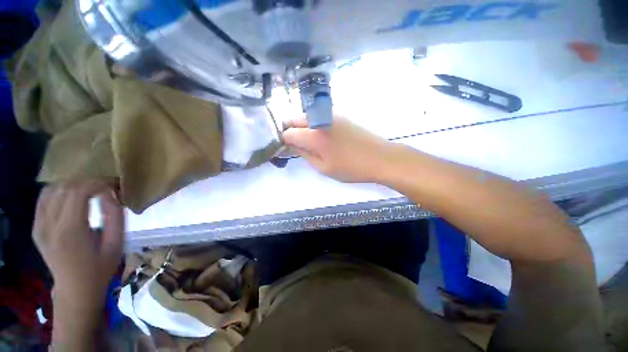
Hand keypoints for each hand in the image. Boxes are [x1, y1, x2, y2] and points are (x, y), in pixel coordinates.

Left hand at [33, 179, 124, 311]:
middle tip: (106, 186)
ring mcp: (39, 226)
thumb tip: (110, 194)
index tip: (114, 185)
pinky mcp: (36, 228)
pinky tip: (71, 197)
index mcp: (70, 231)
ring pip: (51, 190)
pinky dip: (58, 191)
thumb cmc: (100, 268)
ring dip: (72, 185)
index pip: (79, 192)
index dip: (98, 183)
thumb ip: (114, 216)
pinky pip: (43, 200)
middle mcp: (49, 225)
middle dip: (88, 182)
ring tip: (90, 190)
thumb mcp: (116, 243)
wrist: (75, 290)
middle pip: (65, 188)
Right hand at [282, 116, 393, 182]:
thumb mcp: (323, 167)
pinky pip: (318, 117)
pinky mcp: (339, 116)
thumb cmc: (350, 167)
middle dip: (290, 130)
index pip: (287, 132)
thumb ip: (304, 154)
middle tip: (295, 145)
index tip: (285, 149)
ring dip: (301, 127)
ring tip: (308, 143)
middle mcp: (319, 119)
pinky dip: (313, 125)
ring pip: (306, 117)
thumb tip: (292, 145)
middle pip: (294, 119)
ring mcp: (330, 115)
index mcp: (313, 135)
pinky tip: (321, 137)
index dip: (283, 141)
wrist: (379, 157)